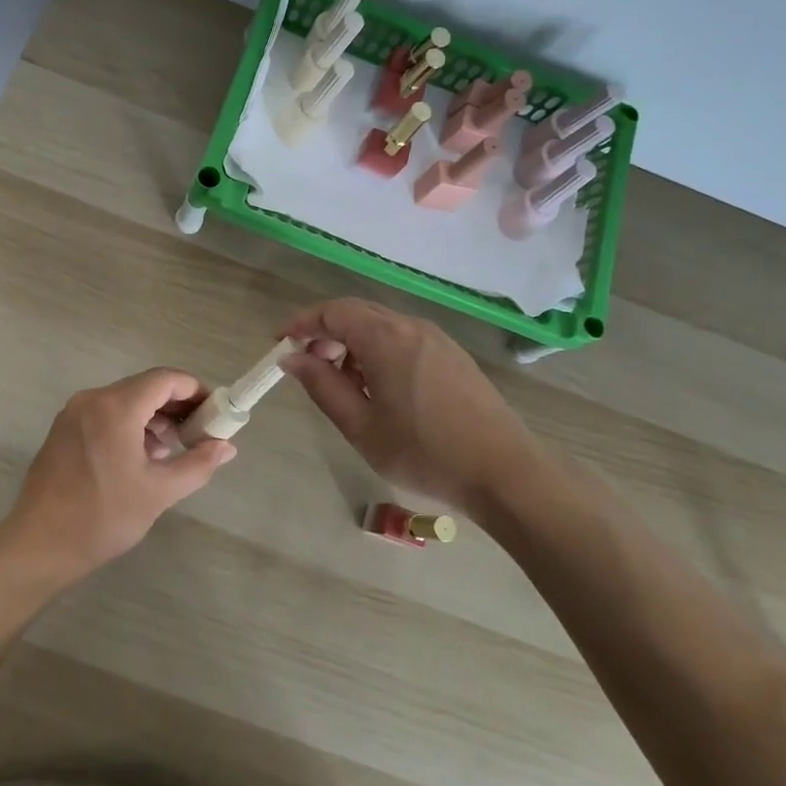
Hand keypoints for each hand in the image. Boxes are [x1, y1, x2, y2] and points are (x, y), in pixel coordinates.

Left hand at [0, 368, 235, 583]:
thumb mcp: (159, 491)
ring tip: (171, 450)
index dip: (195, 390)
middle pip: (144, 387)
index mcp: (116, 407)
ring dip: (153, 417)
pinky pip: (105, 414)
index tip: (214, 413)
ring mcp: (73, 413)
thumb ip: (197, 464)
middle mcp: (92, 399)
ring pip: (124, 400)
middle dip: (176, 406)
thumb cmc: (103, 516)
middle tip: (198, 434)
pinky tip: (140, 456)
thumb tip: (227, 447)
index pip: (165, 379)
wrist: (39, 545)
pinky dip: (129, 425)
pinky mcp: (63, 430)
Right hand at [279, 298, 544, 512]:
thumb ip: (323, 386)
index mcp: (385, 338)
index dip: (301, 324)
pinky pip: (403, 338)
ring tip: (343, 385)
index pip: (332, 312)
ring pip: (381, 325)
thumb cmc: (425, 453)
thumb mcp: (361, 427)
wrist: (506, 473)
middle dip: (325, 333)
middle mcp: (411, 326)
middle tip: (308, 367)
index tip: (280, 344)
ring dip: (353, 344)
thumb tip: (292, 359)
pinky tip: (379, 388)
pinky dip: (379, 351)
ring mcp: (436, 339)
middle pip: (357, 313)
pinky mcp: (452, 355)